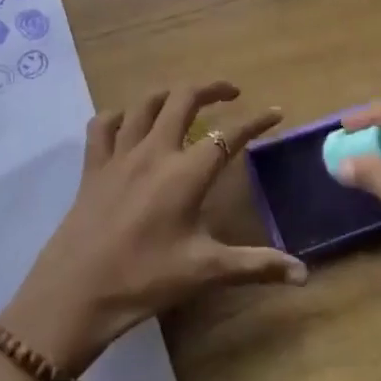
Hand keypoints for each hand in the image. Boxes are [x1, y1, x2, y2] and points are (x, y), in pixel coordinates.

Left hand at [1, 81, 306, 375]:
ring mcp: (120, 153)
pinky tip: (128, 123)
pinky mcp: (94, 164)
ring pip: (145, 103)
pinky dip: (119, 116)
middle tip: (230, 93)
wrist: (77, 291)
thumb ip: (256, 266)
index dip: (255, 122)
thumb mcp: (205, 272)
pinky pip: (104, 124)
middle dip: (211, 88)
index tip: (275, 113)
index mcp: (185, 173)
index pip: (228, 135)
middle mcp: (155, 151)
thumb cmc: (145, 279)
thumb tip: (304, 274)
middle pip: (184, 99)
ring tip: (184, 100)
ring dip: (169, 94)